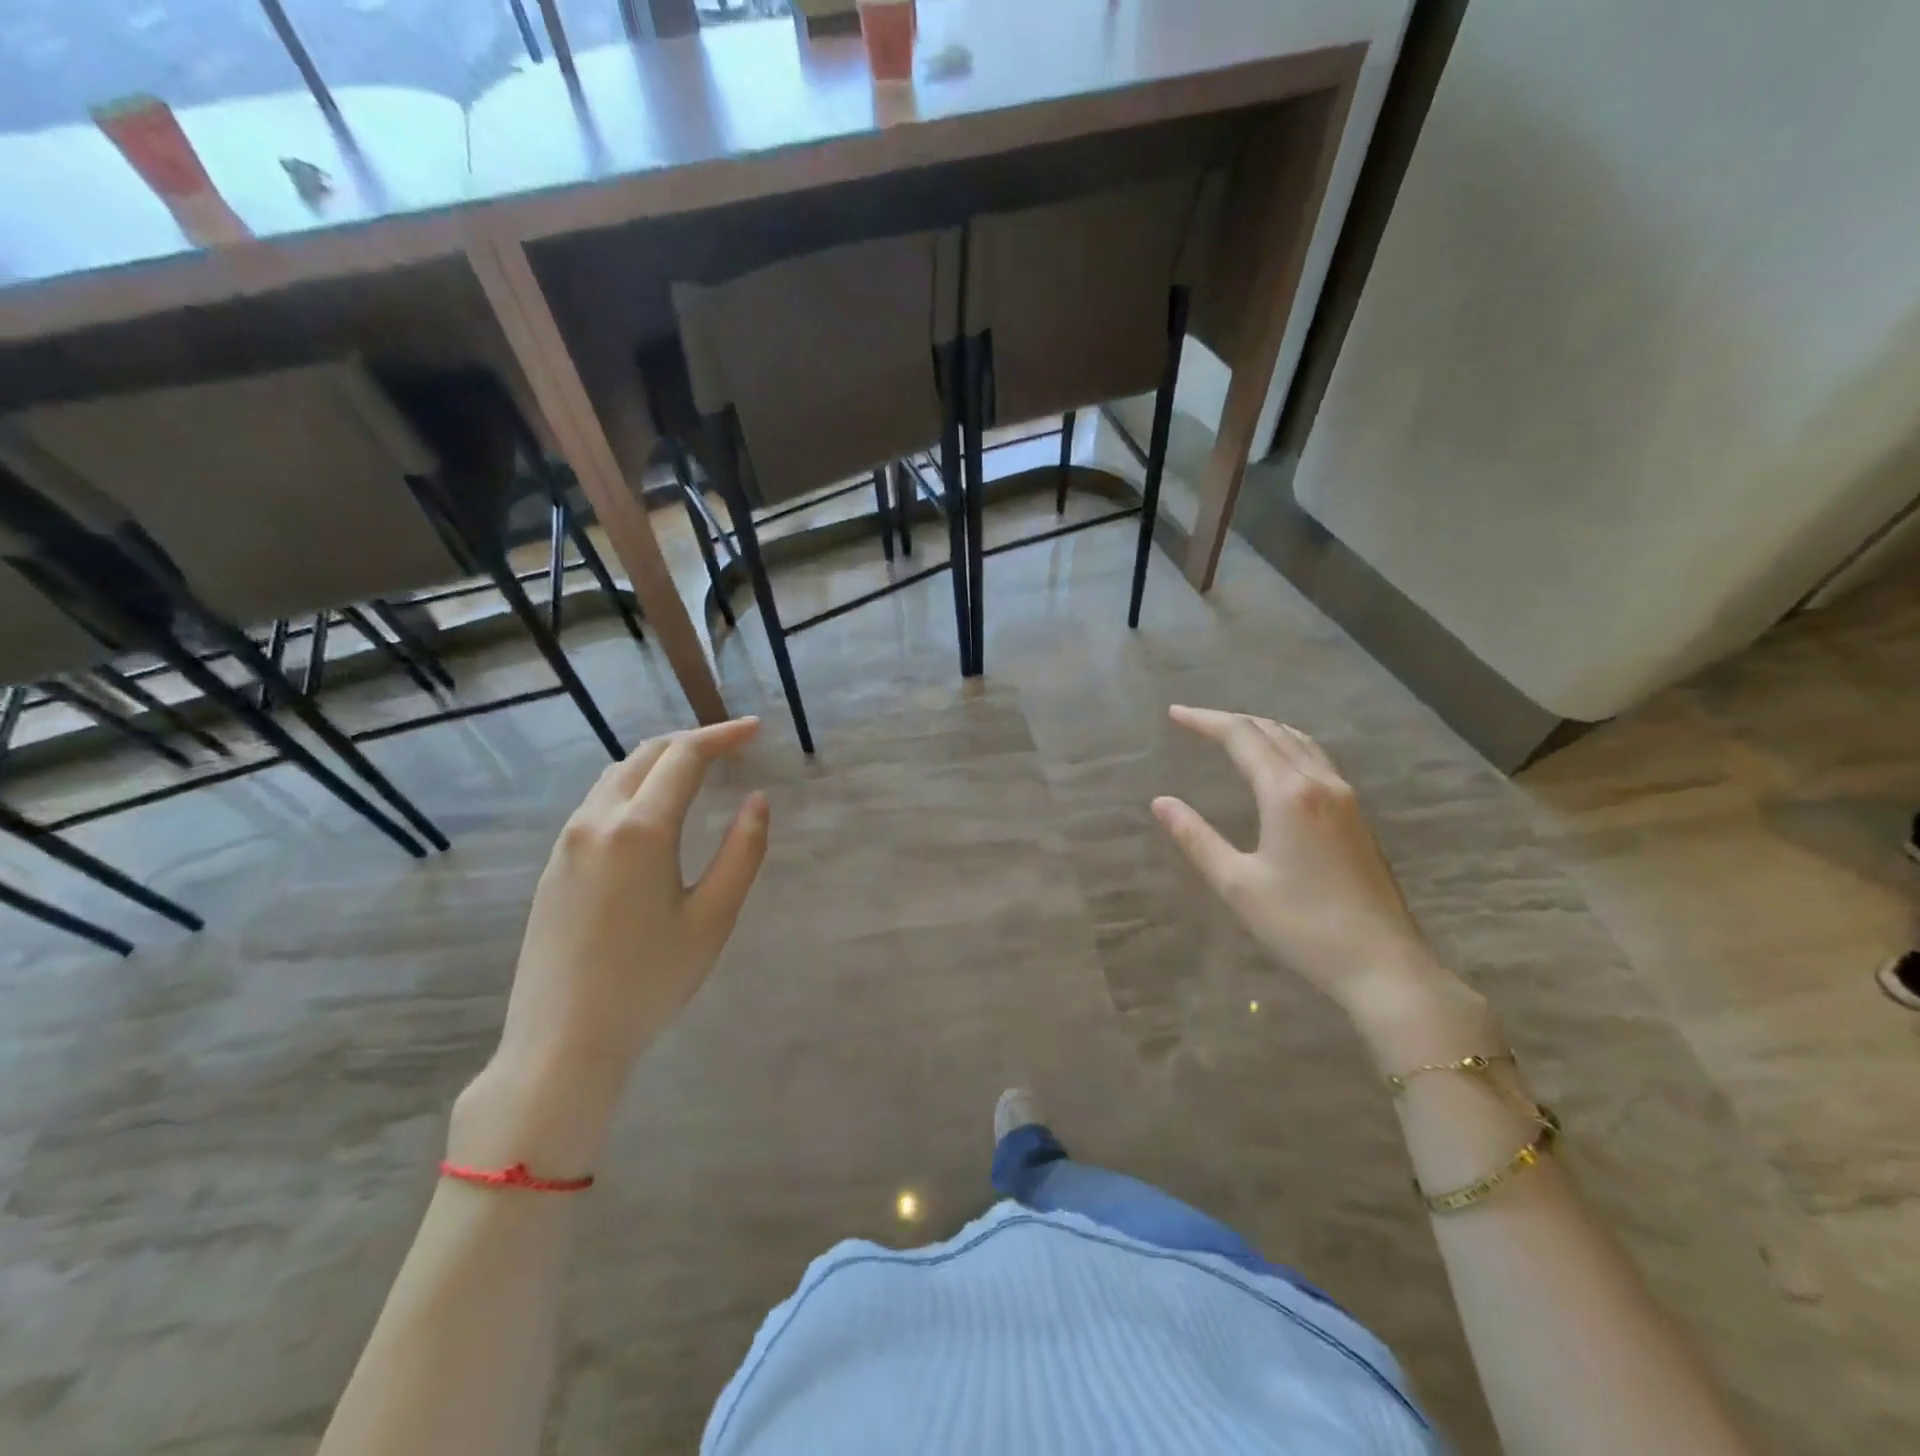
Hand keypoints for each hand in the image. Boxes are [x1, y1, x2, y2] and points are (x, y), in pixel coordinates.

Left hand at [453, 719, 768, 1171]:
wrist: (561, 1042)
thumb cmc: (650, 981)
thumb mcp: (713, 918)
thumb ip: (743, 851)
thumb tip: (756, 800)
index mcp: (640, 829)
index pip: (684, 756)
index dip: (723, 736)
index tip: (756, 729)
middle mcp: (596, 821)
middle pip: (646, 755)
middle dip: (692, 740)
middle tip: (733, 745)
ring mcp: (567, 843)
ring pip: (615, 775)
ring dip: (659, 761)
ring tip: (696, 770)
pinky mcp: (554, 866)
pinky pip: (596, 803)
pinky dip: (633, 786)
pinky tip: (652, 812)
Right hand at [1152, 706, 1462, 1026]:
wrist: (1383, 964)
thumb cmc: (1302, 925)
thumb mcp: (1237, 883)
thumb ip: (1196, 837)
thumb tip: (1161, 802)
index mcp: (1288, 793)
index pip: (1242, 737)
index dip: (1205, 721)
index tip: (1174, 714)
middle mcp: (1320, 783)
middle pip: (1273, 731)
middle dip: (1231, 721)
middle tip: (1195, 723)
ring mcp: (1345, 798)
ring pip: (1300, 742)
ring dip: (1262, 730)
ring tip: (1230, 735)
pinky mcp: (1356, 817)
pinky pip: (1316, 759)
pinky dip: (1285, 747)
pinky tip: (1276, 765)